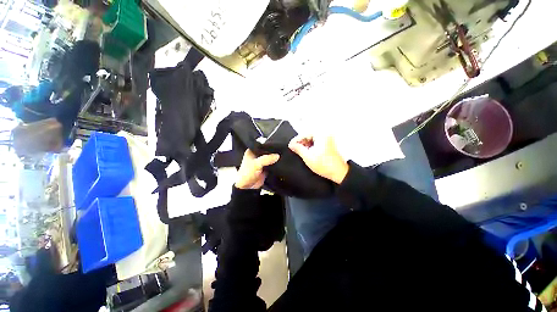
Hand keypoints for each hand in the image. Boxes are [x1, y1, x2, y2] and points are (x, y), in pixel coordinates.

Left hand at [235, 150, 279, 189]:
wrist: (247, 187)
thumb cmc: (246, 174)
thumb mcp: (256, 164)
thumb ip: (267, 159)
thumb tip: (277, 155)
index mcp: (252, 151)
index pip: (262, 145)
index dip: (269, 146)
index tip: (277, 146)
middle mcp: (256, 156)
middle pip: (267, 152)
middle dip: (273, 153)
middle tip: (281, 152)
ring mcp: (261, 163)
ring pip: (270, 159)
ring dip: (274, 159)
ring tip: (282, 157)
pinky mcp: (265, 169)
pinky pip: (272, 165)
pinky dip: (275, 165)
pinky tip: (280, 163)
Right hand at [289, 135, 348, 183]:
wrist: (338, 172)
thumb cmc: (324, 165)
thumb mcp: (308, 157)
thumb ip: (298, 149)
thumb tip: (292, 145)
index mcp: (321, 135)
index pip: (304, 134)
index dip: (296, 140)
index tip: (290, 145)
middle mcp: (325, 134)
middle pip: (309, 135)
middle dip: (301, 142)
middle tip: (294, 148)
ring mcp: (328, 138)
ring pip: (312, 138)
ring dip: (305, 144)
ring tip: (300, 151)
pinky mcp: (329, 143)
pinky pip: (317, 141)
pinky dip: (311, 145)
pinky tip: (307, 151)